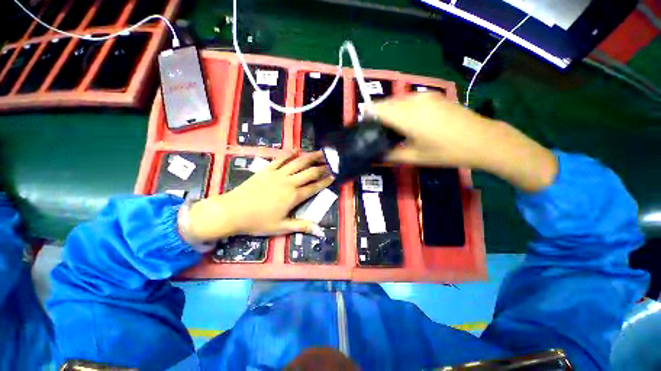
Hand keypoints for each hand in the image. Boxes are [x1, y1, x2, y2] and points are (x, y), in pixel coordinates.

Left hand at [183, 152, 333, 241]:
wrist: (232, 211)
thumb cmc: (258, 222)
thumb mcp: (281, 228)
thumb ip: (302, 227)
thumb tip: (321, 231)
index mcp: (294, 196)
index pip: (314, 187)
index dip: (325, 181)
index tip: (333, 176)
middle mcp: (289, 182)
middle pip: (309, 172)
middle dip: (321, 167)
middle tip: (330, 163)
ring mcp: (278, 174)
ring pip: (298, 162)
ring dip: (310, 157)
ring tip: (320, 152)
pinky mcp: (267, 170)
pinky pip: (281, 159)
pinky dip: (290, 154)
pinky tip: (297, 150)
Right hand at [369, 93, 557, 191]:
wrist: (483, 140)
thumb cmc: (447, 151)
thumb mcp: (415, 157)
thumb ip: (391, 155)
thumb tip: (376, 154)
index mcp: (406, 116)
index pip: (376, 109)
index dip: (367, 117)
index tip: (365, 129)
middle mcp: (413, 101)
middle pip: (385, 103)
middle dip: (378, 115)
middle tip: (379, 132)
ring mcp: (425, 96)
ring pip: (397, 101)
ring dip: (390, 112)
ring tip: (393, 129)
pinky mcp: (434, 96)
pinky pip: (409, 100)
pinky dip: (402, 109)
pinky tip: (409, 122)